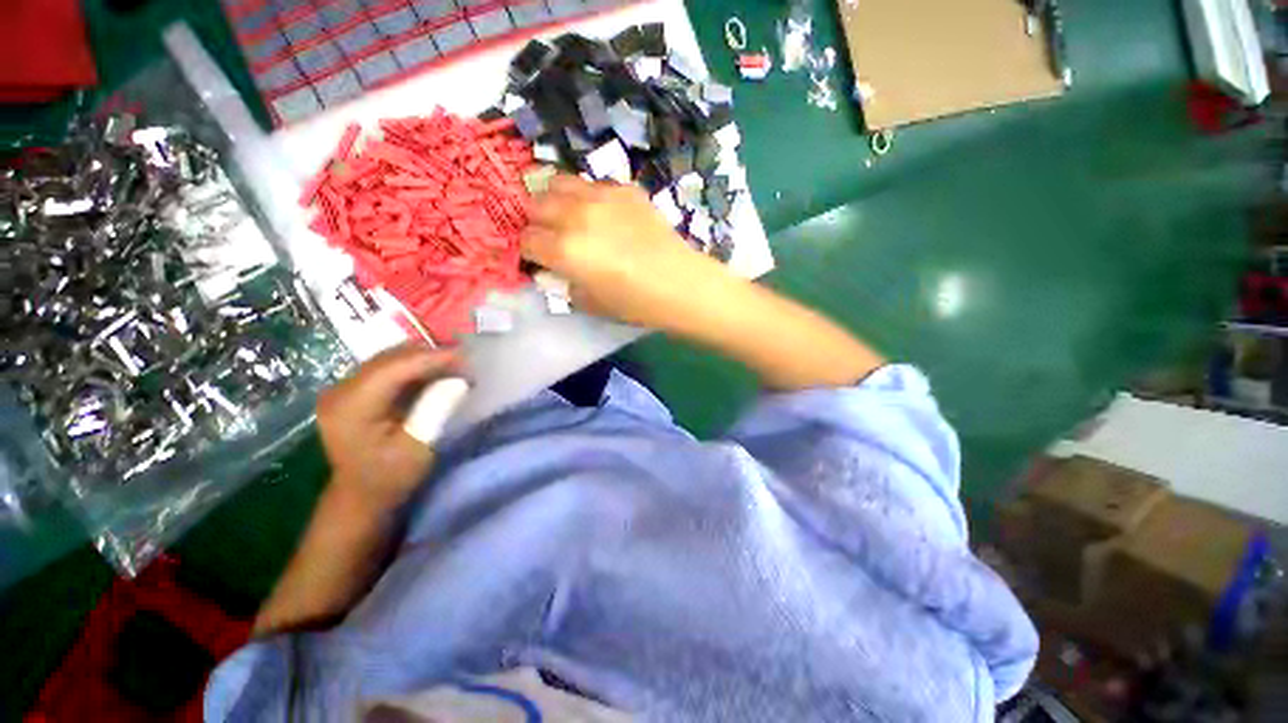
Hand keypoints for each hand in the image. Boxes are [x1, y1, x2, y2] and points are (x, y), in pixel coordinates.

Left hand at [316, 344, 459, 508]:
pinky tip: (436, 373)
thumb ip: (436, 409)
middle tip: (467, 363)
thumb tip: (459, 379)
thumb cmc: (391, 476)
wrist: (361, 495)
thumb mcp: (418, 447)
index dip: (432, 358)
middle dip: (431, 355)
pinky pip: (388, 366)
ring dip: (425, 359)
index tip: (468, 357)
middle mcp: (340, 389)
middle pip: (391, 358)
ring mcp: (344, 387)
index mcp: (350, 407)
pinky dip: (415, 366)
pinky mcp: (353, 389)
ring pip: (390, 358)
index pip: (393, 368)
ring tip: (455, 367)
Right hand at [522, 175, 725, 329]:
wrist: (680, 284)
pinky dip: (588, 196)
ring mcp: (601, 197)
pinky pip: (593, 184)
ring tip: (570, 216)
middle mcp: (575, 216)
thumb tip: (555, 269)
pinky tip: (603, 213)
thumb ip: (565, 283)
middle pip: (536, 205)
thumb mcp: (590, 303)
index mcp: (564, 250)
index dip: (529, 251)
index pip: (526, 240)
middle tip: (552, 236)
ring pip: (559, 182)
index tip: (539, 258)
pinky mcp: (624, 189)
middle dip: (537, 222)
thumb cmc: (635, 303)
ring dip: (556, 200)